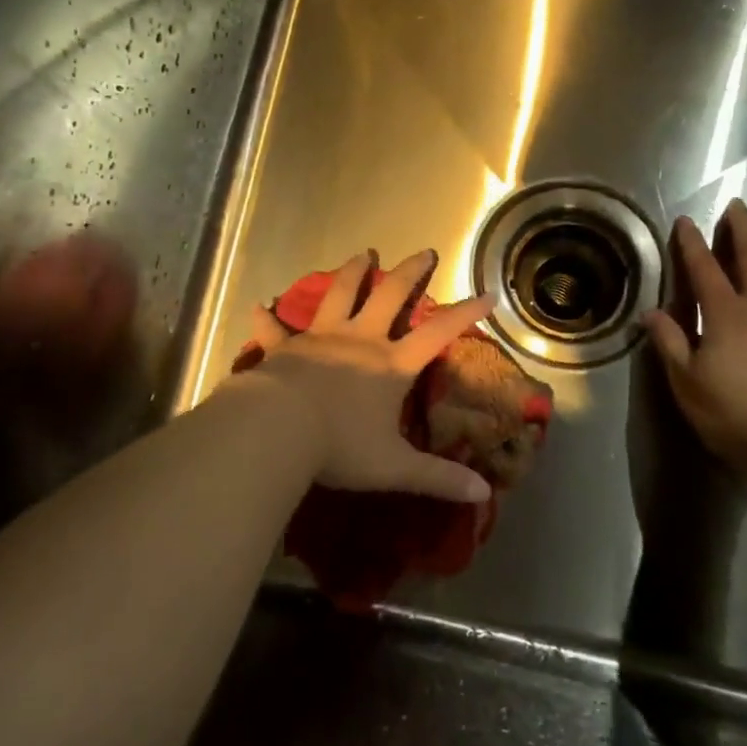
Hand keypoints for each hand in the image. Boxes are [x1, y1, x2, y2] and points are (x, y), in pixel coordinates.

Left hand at [235, 249, 495, 503]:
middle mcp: (359, 340)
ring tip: (363, 254)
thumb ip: (438, 478)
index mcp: (390, 365)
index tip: (487, 295)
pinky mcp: (285, 347)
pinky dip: (267, 317)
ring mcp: (320, 338)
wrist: (279, 429)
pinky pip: (274, 328)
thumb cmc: (340, 446)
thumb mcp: (394, 467)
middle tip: (423, 251)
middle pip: (390, 295)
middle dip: (409, 271)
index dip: (464, 314)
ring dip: (353, 272)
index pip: (437, 334)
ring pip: (340, 294)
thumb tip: (483, 494)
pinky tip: (259, 304)